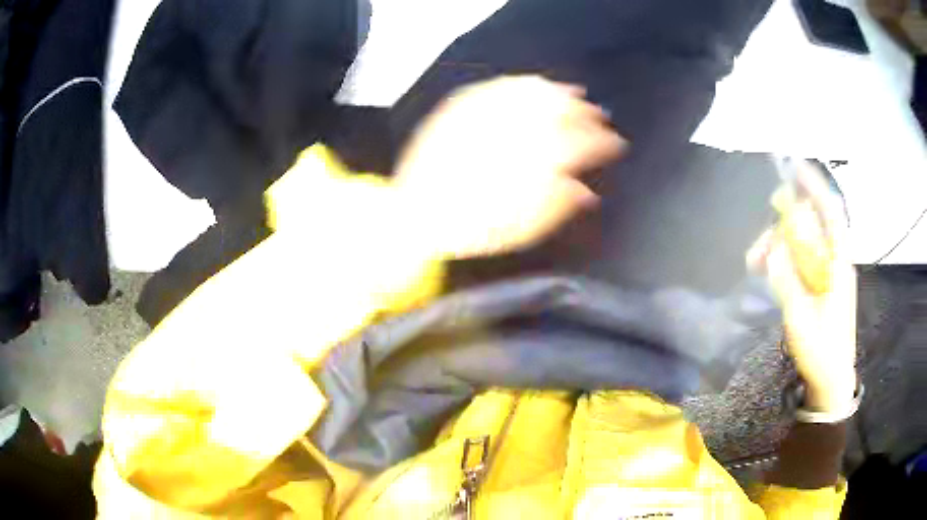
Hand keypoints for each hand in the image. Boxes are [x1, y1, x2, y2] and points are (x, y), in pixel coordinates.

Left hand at [392, 75, 624, 258]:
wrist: (415, 214)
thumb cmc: (472, 229)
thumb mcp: (521, 230)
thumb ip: (558, 207)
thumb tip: (586, 191)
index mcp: (534, 164)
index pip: (582, 145)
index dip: (604, 143)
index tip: (617, 144)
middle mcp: (515, 132)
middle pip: (562, 113)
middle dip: (587, 114)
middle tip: (600, 117)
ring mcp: (488, 116)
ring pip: (534, 94)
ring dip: (561, 93)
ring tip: (576, 94)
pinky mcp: (464, 109)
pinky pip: (500, 87)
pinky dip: (523, 83)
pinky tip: (535, 83)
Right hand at [747, 162, 856, 412]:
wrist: (831, 380)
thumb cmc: (821, 352)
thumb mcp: (802, 320)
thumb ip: (788, 282)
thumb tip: (773, 249)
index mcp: (838, 266)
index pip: (830, 214)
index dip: (815, 187)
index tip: (795, 168)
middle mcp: (834, 263)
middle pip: (810, 228)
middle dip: (782, 228)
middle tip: (758, 249)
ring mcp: (827, 275)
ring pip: (803, 245)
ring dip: (779, 247)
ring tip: (756, 265)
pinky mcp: (820, 286)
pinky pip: (801, 262)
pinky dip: (784, 261)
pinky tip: (767, 272)